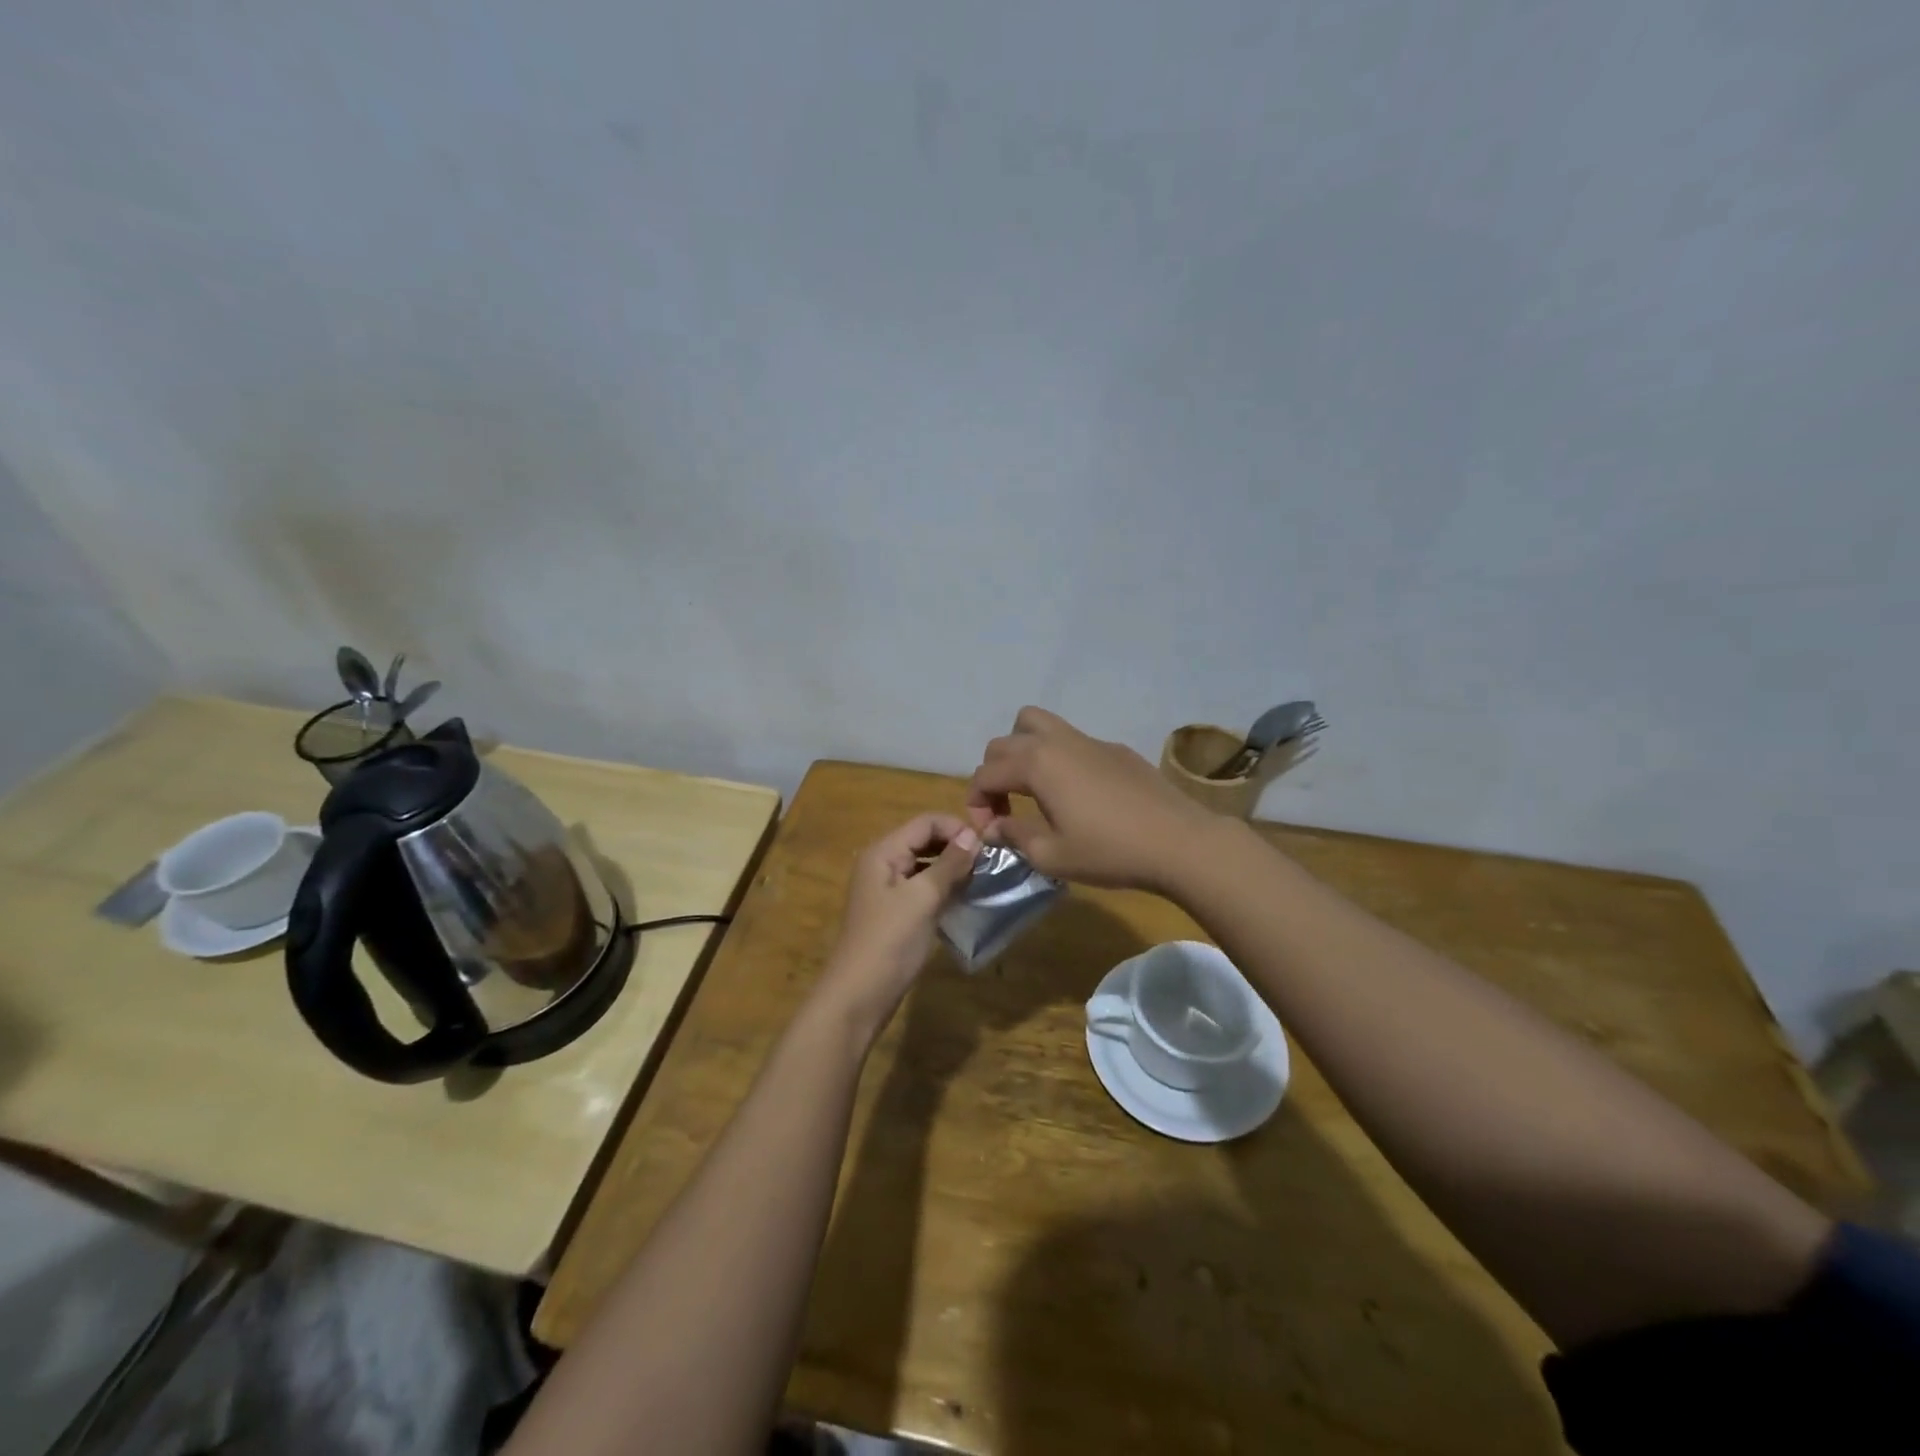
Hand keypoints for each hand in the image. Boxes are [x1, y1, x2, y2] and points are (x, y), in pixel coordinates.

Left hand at [816, 814, 979, 1032]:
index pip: (925, 822)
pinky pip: (922, 887)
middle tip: (989, 862)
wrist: (858, 996)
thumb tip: (973, 835)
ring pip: (925, 864)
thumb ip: (948, 864)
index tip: (988, 845)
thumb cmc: (890, 941)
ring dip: (952, 867)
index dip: (956, 827)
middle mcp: (882, 863)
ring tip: (982, 878)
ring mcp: (887, 889)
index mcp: (883, 852)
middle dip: (955, 846)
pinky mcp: (895, 912)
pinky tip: (964, 898)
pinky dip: (943, 888)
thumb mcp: (923, 898)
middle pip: (924, 840)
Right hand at [966, 707, 1221, 891]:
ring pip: (1037, 724)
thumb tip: (994, 827)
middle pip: (1004, 742)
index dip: (976, 803)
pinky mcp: (1114, 749)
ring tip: (1032, 787)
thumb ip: (1015, 836)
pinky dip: (1057, 758)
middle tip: (1005, 810)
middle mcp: (1057, 742)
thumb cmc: (1109, 852)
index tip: (988, 833)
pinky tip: (1077, 794)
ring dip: (1021, 751)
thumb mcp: (1052, 855)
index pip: (985, 773)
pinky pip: (1071, 740)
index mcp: (1036, 764)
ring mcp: (1089, 740)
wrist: (1179, 842)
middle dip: (993, 774)